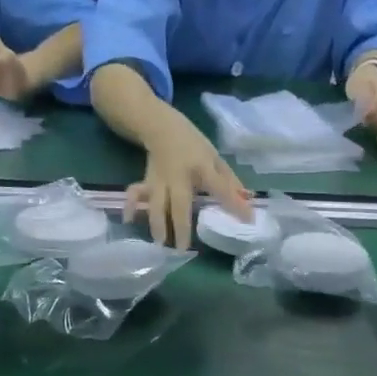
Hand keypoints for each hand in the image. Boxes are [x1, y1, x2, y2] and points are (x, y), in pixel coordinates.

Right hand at [125, 115, 250, 248]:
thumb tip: (246, 200)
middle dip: (180, 226)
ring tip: (160, 243)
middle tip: (182, 249)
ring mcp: (159, 179)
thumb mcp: (215, 156)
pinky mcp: (146, 180)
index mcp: (201, 167)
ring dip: (157, 223)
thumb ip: (229, 179)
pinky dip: (130, 205)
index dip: (233, 204)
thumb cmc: (192, 143)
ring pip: (156, 203)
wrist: (159, 125)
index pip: (219, 188)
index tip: (248, 219)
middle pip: (179, 204)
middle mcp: (178, 176)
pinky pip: (135, 193)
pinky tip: (128, 220)